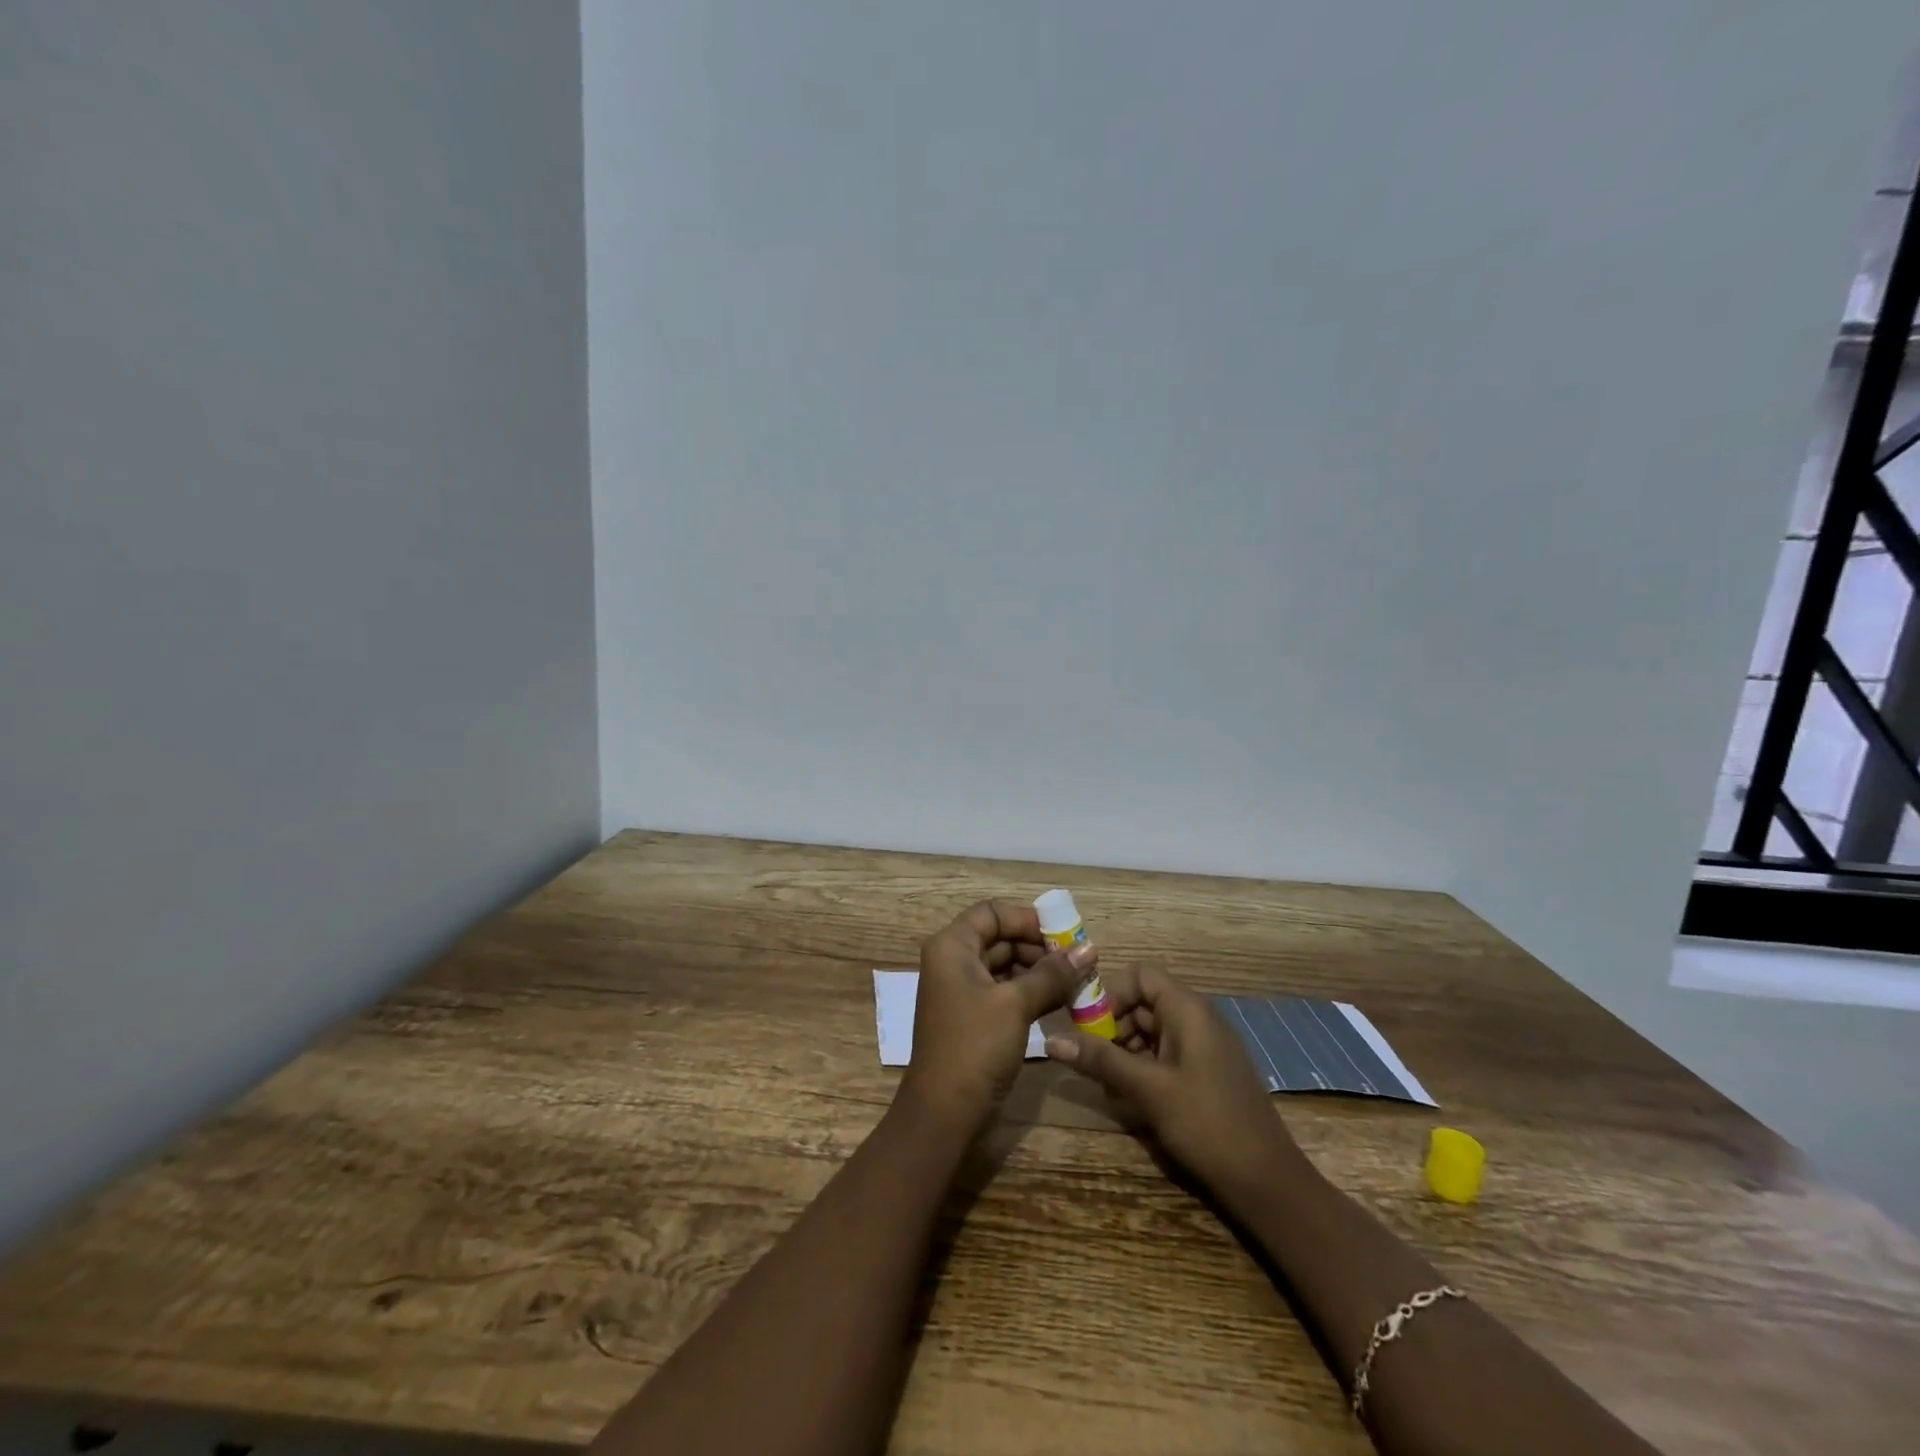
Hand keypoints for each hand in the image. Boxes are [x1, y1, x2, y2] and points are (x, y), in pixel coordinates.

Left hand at [900, 899, 1090, 1132]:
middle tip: (1079, 962)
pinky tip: (1062, 1002)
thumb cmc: (975, 1046)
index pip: (993, 913)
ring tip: (1078, 983)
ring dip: (1041, 972)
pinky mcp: (974, 1017)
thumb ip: (1053, 974)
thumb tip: (1090, 948)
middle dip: (1040, 948)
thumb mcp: (1016, 1004)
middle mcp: (953, 961)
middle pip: (1001, 937)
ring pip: (1006, 966)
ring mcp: (962, 990)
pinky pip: (1005, 991)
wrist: (944, 1113)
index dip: (1028, 919)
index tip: (1065, 936)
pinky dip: (1032, 993)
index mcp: (952, 946)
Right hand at [1045, 965, 1300, 1197]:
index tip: (1087, 1026)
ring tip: (1107, 1084)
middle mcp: (1198, 1018)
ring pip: (1153, 1030)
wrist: (1268, 1182)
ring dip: (1125, 1050)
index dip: (1110, 993)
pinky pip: (1167, 1054)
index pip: (1140, 975)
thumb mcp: (1147, 1090)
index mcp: (1188, 1009)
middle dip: (1112, 1026)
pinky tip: (1130, 1098)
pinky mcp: (1208, 1073)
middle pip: (1144, 1002)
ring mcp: (1206, 1047)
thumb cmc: (1206, 1124)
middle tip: (1091, 1060)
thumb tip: (1051, 1039)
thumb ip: (1099, 1059)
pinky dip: (1144, 1067)